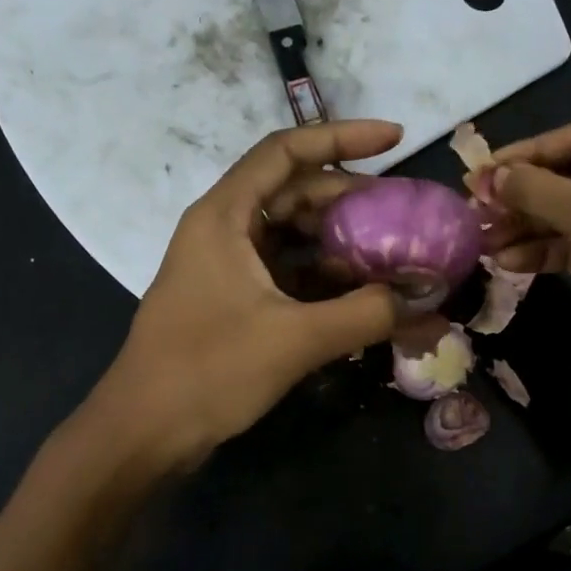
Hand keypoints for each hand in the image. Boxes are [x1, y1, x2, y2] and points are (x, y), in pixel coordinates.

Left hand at [94, 121, 402, 466]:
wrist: (145, 432)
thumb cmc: (208, 371)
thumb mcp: (294, 339)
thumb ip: (365, 314)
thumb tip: (425, 299)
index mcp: (225, 216)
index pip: (285, 151)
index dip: (342, 137)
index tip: (395, 140)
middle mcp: (223, 230)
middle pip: (293, 193)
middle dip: (351, 199)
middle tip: (404, 213)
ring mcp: (225, 267)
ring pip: (292, 236)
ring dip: (340, 243)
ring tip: (391, 256)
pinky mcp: (231, 301)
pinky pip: (285, 272)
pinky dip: (322, 277)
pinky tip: (360, 295)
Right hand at [483, 121, 570, 389]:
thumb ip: (536, 190)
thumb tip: (490, 176)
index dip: (528, 153)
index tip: (484, 172)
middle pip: (569, 177)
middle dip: (523, 196)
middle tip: (477, 209)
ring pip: (567, 215)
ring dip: (526, 227)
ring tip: (484, 241)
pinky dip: (544, 251)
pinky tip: (508, 261)